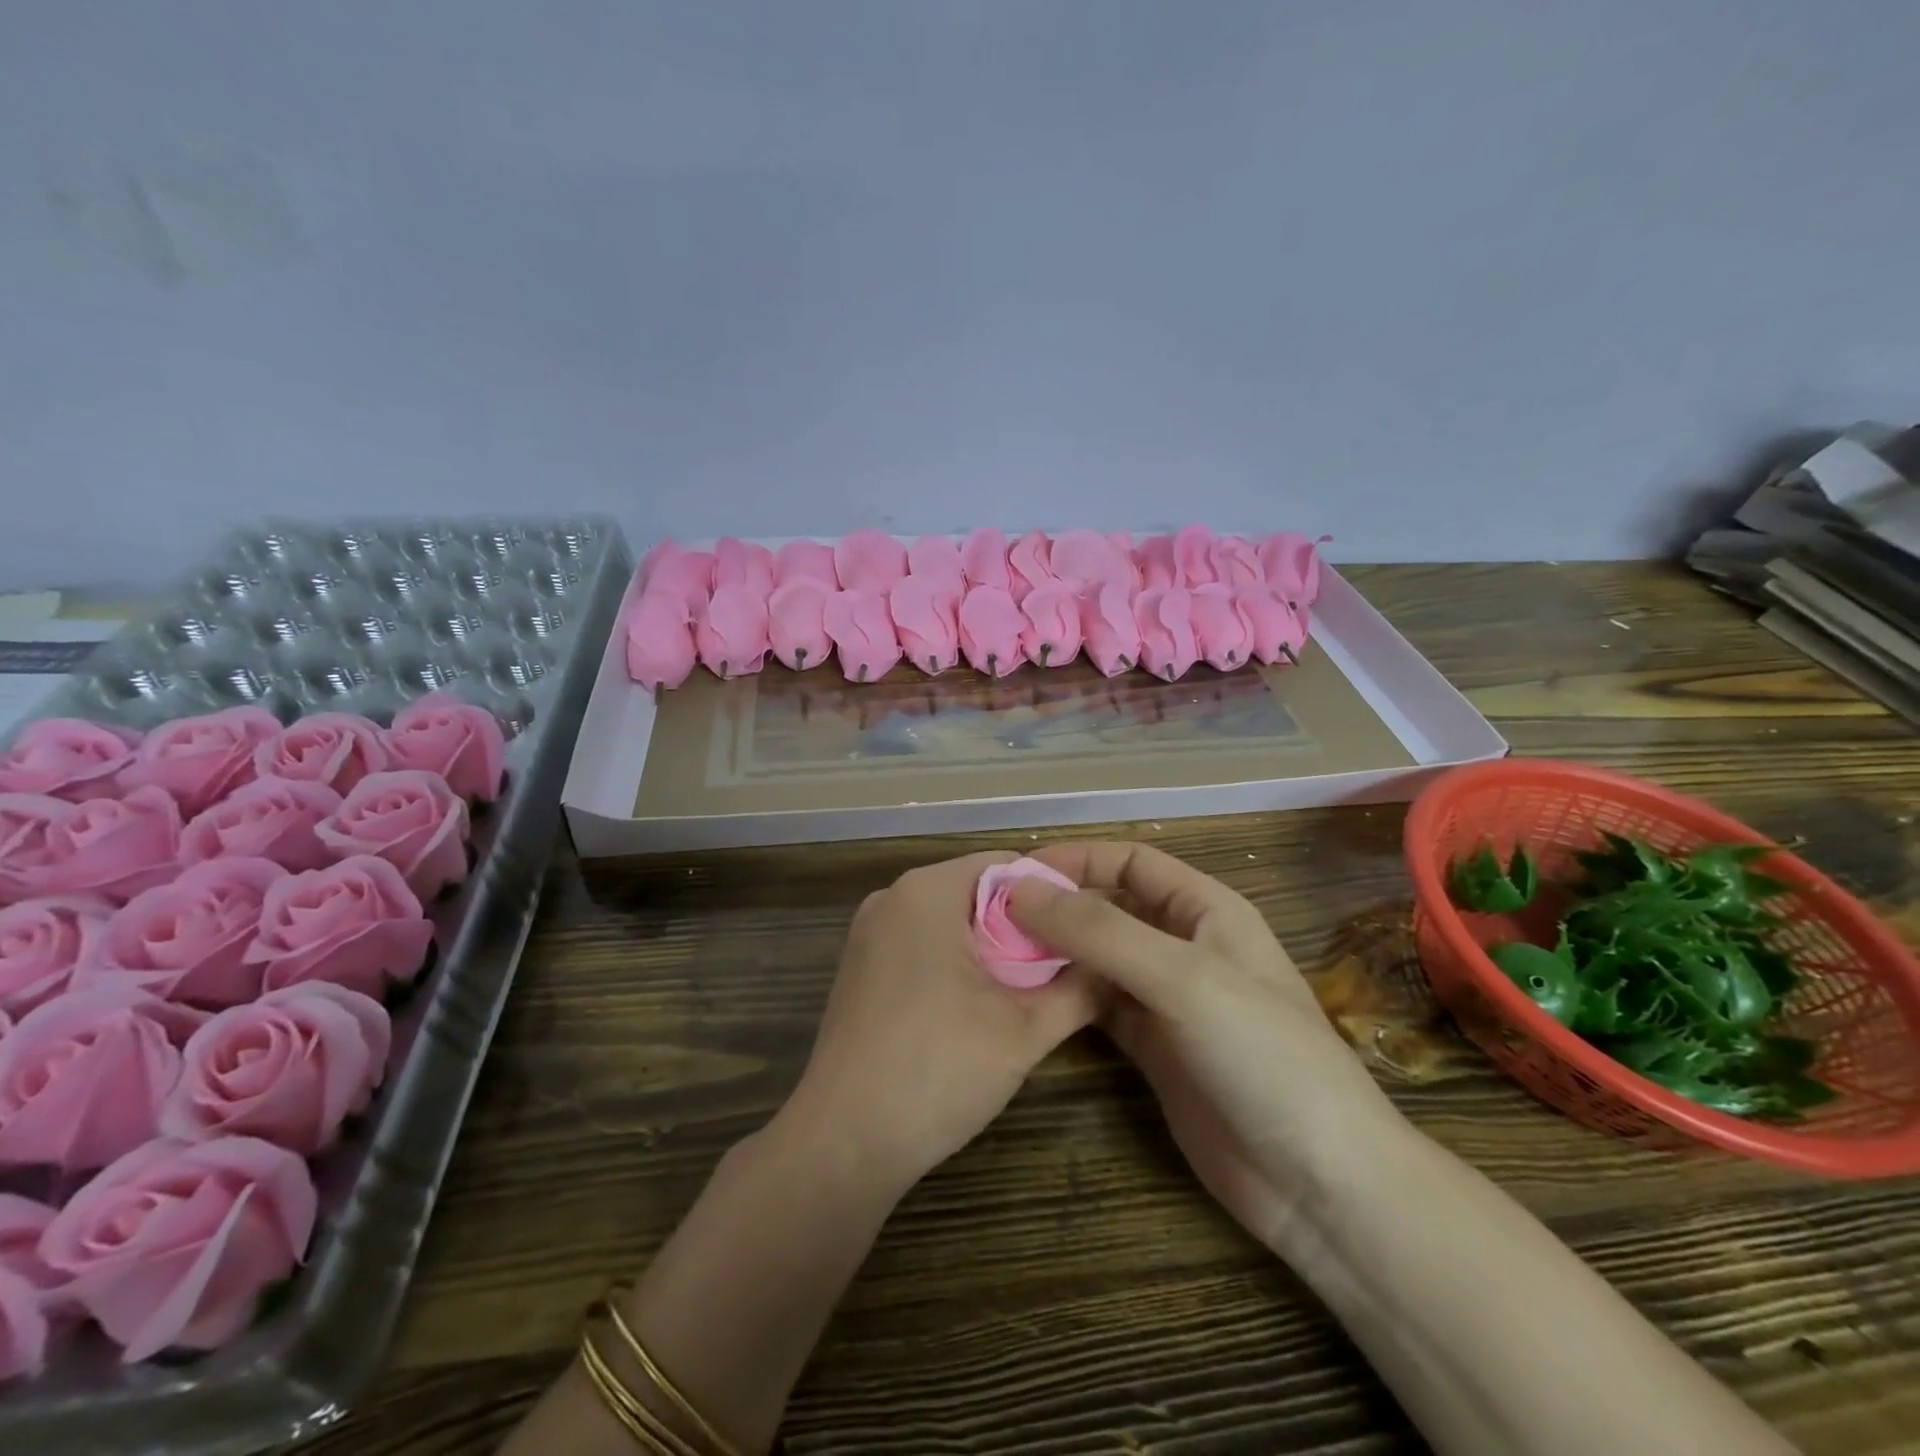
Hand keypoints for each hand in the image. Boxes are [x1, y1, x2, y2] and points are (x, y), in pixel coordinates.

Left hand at [786, 850, 1101, 1193]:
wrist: (843, 1144)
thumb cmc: (937, 1072)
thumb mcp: (1025, 1030)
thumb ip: (1080, 988)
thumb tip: (1116, 965)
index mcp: (927, 891)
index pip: (1006, 865)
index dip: (1052, 894)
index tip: (1087, 931)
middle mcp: (892, 897)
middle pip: (977, 890)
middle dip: (1023, 924)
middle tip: (1067, 965)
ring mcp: (869, 932)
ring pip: (950, 919)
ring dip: (992, 947)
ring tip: (1032, 988)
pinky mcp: (860, 967)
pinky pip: (921, 943)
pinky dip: (956, 960)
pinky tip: (979, 1004)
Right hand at [1009, 842, 1408, 1249]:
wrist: (1318, 1184)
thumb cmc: (1261, 1056)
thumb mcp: (1182, 978)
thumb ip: (1100, 931)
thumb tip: (1021, 889)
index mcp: (1205, 910)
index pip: (1129, 861)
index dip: (1076, 859)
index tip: (1015, 874)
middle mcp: (1183, 945)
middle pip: (1108, 907)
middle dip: (1057, 907)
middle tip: (991, 921)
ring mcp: (1167, 1000)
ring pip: (1098, 958)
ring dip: (1055, 954)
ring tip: (996, 957)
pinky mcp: (1153, 1049)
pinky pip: (1098, 1007)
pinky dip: (1064, 998)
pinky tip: (1027, 1001)